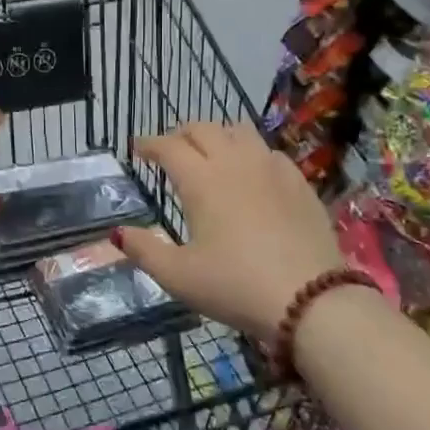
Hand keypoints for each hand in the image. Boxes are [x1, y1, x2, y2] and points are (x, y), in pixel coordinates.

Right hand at [115, 123, 343, 338]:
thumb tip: (118, 233)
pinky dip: (251, 154)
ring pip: (240, 132)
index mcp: (201, 180)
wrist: (311, 300)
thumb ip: (144, 251)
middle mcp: (235, 163)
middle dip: (181, 134)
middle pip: (203, 128)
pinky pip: (269, 152)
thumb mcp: (179, 276)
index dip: (149, 144)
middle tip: (171, 151)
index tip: (138, 149)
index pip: (168, 146)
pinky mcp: (299, 183)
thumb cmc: (235, 286)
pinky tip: (253, 175)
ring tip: (211, 155)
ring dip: (218, 136)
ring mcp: (271, 169)